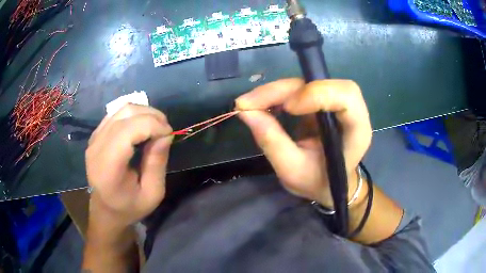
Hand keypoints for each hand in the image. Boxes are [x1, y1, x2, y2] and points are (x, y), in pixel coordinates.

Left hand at [85, 104, 172, 228]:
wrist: (105, 210)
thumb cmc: (129, 207)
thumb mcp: (152, 194)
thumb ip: (157, 163)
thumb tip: (165, 134)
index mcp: (108, 167)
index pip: (128, 130)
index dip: (153, 125)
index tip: (169, 135)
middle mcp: (97, 147)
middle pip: (126, 114)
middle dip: (152, 116)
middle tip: (165, 131)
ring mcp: (94, 138)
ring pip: (122, 109)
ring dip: (144, 112)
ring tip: (156, 127)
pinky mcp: (96, 134)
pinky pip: (117, 113)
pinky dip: (134, 115)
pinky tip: (142, 128)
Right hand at [236, 79, 371, 206]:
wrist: (327, 183)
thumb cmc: (317, 182)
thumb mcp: (292, 170)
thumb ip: (272, 141)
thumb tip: (245, 111)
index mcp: (356, 131)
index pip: (346, 96)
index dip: (317, 94)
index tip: (288, 109)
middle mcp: (351, 110)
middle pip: (322, 83)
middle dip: (283, 90)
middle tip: (248, 103)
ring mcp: (335, 103)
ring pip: (306, 82)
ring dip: (275, 91)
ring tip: (249, 104)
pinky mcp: (321, 101)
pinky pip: (299, 88)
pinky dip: (277, 94)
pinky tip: (261, 104)